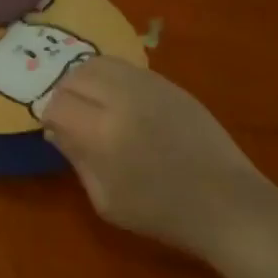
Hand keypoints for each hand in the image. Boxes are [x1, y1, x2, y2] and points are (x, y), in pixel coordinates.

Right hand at [40, 59, 276, 264]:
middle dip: (65, 94)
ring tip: (93, 104)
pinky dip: (112, 79)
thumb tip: (56, 131)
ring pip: (98, 64)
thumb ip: (76, 158)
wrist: (227, 204)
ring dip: (86, 81)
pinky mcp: (171, 85)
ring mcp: (150, 87)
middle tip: (72, 117)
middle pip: (74, 76)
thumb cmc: (161, 213)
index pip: (57, 104)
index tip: (57, 132)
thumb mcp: (105, 200)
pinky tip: (120, 103)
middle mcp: (123, 100)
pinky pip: (126, 68)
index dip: (50, 117)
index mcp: (103, 134)